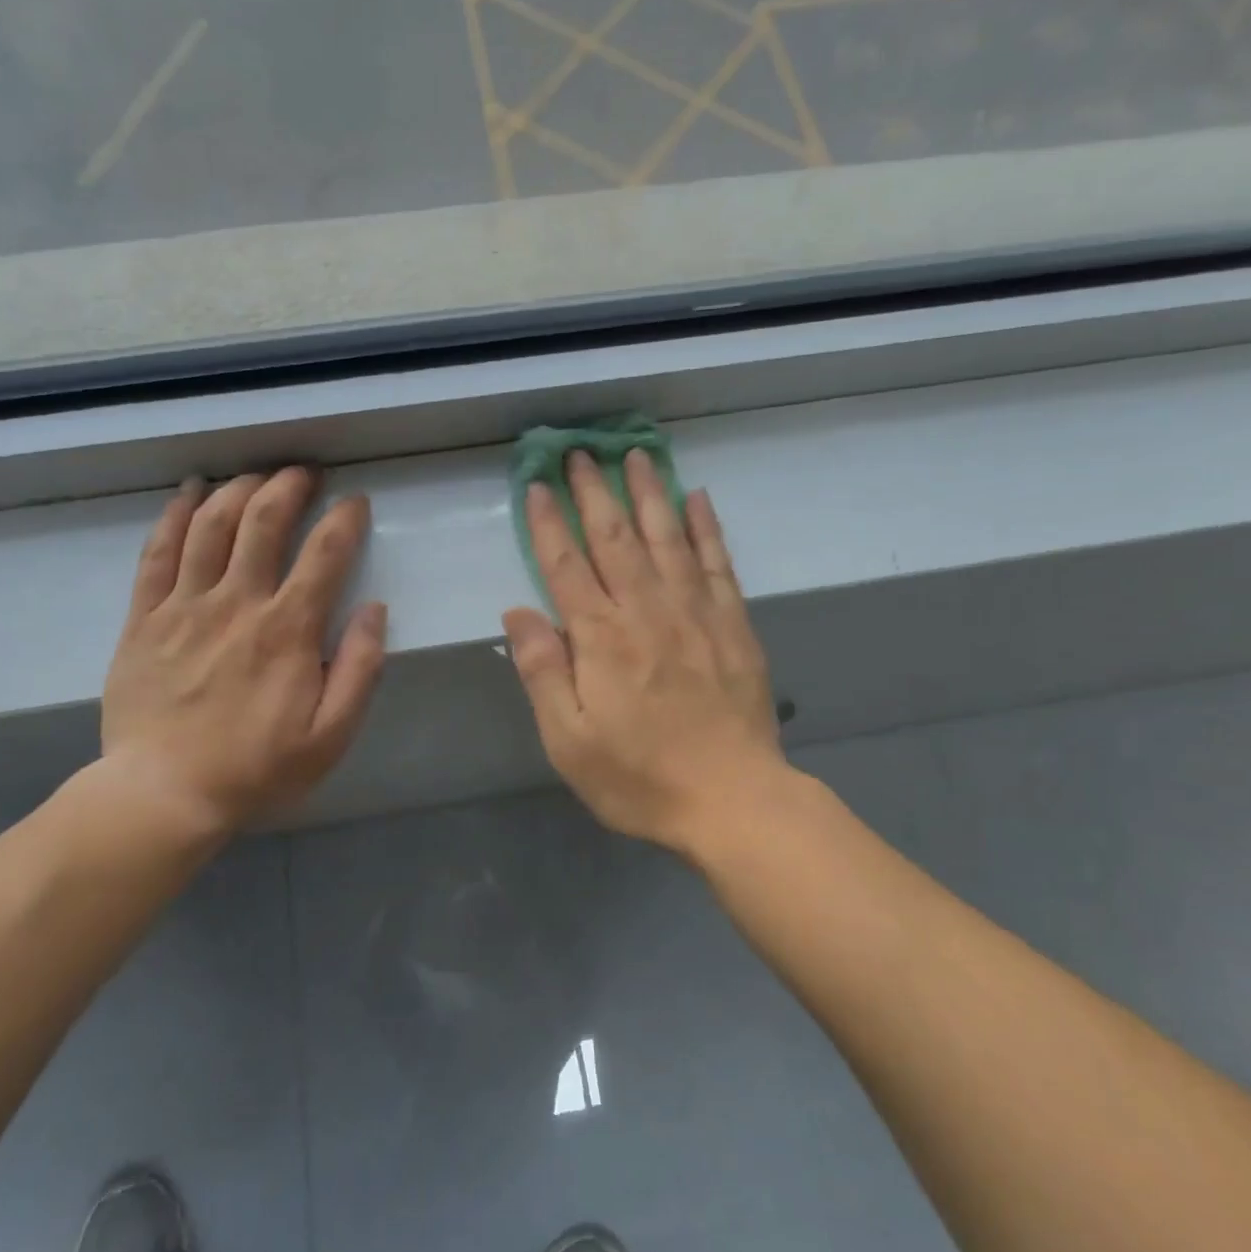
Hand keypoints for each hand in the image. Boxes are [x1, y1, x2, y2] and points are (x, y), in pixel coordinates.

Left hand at [96, 468, 385, 849]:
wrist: (163, 794)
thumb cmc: (256, 768)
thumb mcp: (331, 735)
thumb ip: (361, 670)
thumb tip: (375, 610)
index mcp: (287, 630)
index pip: (324, 554)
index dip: (345, 519)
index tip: (356, 502)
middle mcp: (237, 603)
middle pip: (263, 521)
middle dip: (288, 485)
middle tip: (303, 473)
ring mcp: (184, 606)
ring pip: (210, 525)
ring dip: (237, 489)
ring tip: (255, 476)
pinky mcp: (144, 618)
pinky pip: (157, 552)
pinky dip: (174, 515)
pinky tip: (189, 492)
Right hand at [502, 449, 786, 859]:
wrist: (733, 800)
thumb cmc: (639, 777)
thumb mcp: (569, 740)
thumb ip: (543, 671)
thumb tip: (517, 613)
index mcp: (601, 638)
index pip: (566, 565)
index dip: (549, 523)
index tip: (537, 484)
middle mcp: (646, 610)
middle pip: (615, 538)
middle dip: (595, 492)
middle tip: (581, 451)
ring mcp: (695, 613)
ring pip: (667, 537)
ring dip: (648, 493)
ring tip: (635, 455)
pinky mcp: (733, 624)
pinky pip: (717, 562)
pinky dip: (706, 527)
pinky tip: (697, 498)